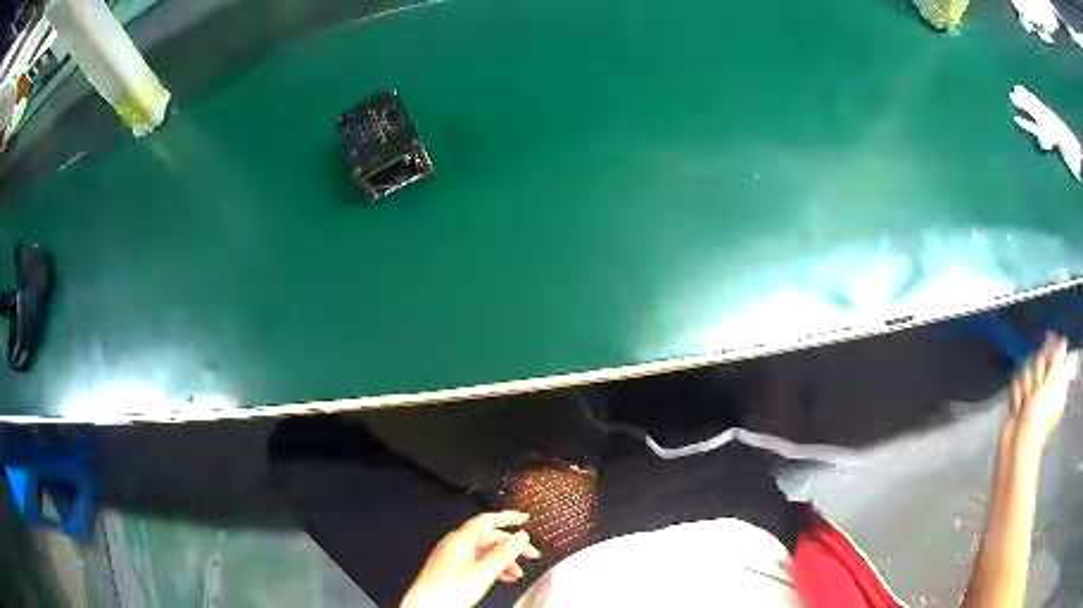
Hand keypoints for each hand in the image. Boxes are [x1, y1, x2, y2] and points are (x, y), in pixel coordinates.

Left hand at [401, 511, 540, 607]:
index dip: (507, 517)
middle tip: (533, 555)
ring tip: (519, 574)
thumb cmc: (454, 588)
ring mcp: (452, 556)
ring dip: (504, 560)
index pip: (487, 520)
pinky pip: (477, 562)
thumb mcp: (484, 572)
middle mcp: (456, 543)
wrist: (426, 607)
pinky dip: (493, 568)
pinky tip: (505, 579)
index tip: (526, 519)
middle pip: (488, 537)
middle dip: (511, 545)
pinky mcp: (451, 569)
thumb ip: (504, 553)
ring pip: (484, 552)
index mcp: (461, 538)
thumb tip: (522, 535)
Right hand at [1007, 333, 1074, 449]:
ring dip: (1024, 386)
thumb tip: (1063, 341)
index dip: (1049, 354)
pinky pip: (1015, 384)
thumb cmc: (1040, 415)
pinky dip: (1016, 396)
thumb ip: (1058, 358)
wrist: (1019, 444)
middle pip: (1039, 358)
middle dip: (1035, 373)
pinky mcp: (1020, 400)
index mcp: (1058, 381)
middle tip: (1037, 390)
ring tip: (1025, 406)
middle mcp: (1047, 385)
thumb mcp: (1053, 383)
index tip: (1046, 360)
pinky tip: (1017, 410)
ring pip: (1026, 370)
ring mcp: (1033, 394)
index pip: (1054, 352)